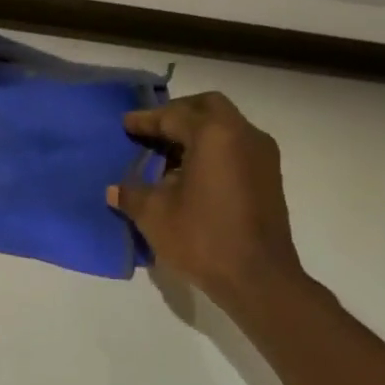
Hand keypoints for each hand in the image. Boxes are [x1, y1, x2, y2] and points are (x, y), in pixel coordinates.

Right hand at [108, 92, 302, 304]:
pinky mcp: (269, 176)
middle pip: (207, 107)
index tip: (125, 124)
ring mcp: (262, 155)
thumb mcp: (155, 215)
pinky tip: (191, 174)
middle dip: (177, 114)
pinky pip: (236, 147)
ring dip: (197, 132)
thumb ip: (132, 194)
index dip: (146, 120)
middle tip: (151, 130)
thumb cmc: (202, 238)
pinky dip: (212, 149)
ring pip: (225, 126)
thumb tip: (114, 190)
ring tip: (167, 155)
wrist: (258, 277)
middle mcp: (243, 134)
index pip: (174, 115)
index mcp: (214, 134)